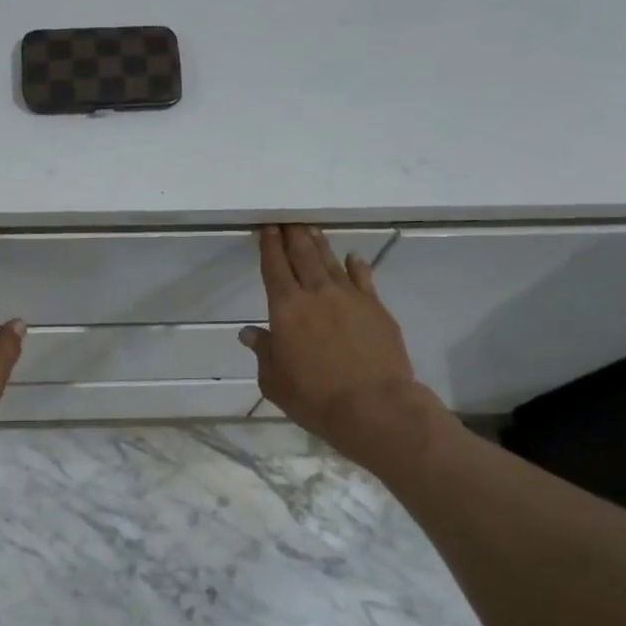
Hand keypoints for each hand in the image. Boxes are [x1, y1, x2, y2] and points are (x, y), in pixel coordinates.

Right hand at [241, 225, 451, 472]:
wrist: (373, 405)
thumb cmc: (314, 397)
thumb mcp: (274, 381)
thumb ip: (263, 352)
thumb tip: (249, 333)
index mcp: (285, 309)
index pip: (274, 268)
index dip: (269, 246)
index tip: (268, 228)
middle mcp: (316, 294)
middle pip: (302, 255)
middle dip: (293, 235)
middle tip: (289, 220)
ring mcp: (350, 297)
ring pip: (331, 262)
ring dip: (320, 244)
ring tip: (312, 229)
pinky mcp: (376, 307)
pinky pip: (364, 278)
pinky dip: (356, 265)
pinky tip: (353, 257)